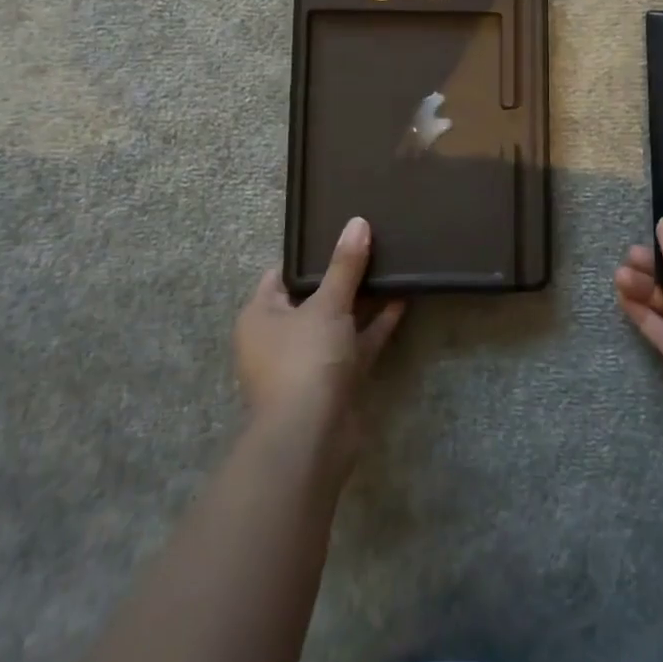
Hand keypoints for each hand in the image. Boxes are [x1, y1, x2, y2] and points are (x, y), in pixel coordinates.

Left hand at [236, 216, 406, 453]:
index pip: (283, 274)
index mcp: (261, 315)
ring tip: (390, 266)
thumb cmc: (305, 360)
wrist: (311, 439)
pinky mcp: (334, 383)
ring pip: (337, 322)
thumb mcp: (326, 304)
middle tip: (371, 243)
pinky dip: (374, 326)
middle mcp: (279, 338)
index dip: (310, 254)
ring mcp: (307, 362)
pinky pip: (355, 345)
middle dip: (341, 276)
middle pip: (312, 297)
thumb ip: (345, 265)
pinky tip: (401, 301)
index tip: (339, 230)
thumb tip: (357, 222)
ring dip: (361, 301)